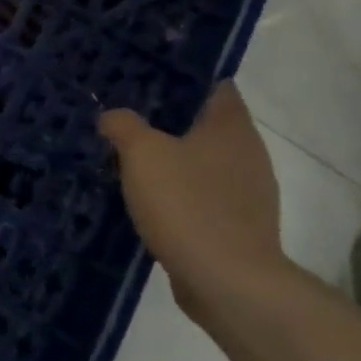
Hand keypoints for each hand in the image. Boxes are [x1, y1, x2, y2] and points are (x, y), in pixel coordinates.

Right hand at [100, 83, 291, 318]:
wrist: (228, 284)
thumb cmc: (188, 204)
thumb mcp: (142, 152)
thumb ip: (124, 125)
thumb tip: (112, 117)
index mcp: (231, 127)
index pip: (215, 85)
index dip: (184, 77)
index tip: (148, 76)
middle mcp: (248, 154)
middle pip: (206, 124)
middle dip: (170, 119)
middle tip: (128, 114)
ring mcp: (248, 195)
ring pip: (204, 162)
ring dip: (173, 160)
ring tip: (131, 157)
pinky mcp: (239, 228)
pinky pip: (204, 197)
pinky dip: (180, 194)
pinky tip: (149, 200)